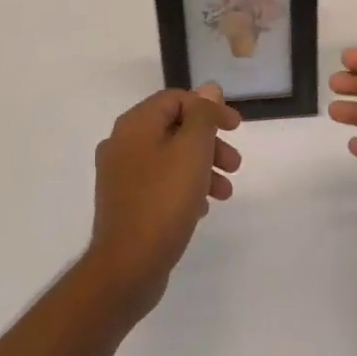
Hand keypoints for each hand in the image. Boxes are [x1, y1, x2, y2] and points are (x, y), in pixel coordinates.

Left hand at [86, 84, 242, 317]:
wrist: (127, 267)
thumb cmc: (163, 200)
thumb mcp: (192, 150)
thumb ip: (203, 115)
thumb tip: (208, 89)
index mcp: (134, 125)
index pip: (176, 99)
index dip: (209, 109)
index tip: (236, 129)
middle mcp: (122, 143)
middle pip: (174, 128)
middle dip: (209, 143)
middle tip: (235, 164)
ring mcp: (120, 175)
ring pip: (169, 158)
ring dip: (201, 167)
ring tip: (225, 192)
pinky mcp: (124, 203)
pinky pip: (160, 183)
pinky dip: (184, 187)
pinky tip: (201, 208)